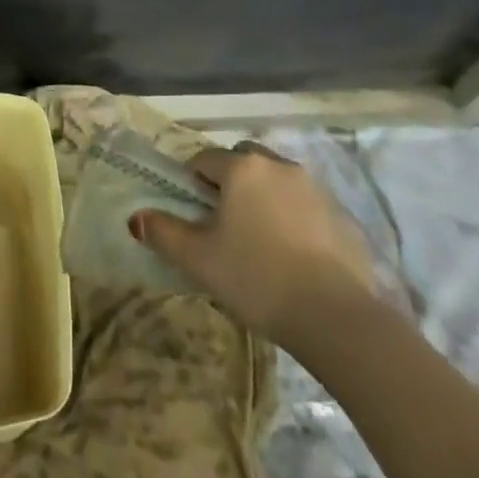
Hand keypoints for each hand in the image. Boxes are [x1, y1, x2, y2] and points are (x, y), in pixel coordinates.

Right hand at [132, 144, 377, 347]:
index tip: (192, 212)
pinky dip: (295, 218)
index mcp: (241, 168)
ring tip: (260, 239)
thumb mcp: (198, 259)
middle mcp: (279, 165)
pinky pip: (307, 205)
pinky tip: (294, 256)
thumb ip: (163, 232)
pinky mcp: (343, 216)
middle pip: (244, 160)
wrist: (337, 317)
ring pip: (278, 180)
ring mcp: (316, 189)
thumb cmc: (257, 278)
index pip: (204, 159)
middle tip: (224, 221)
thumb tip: (135, 218)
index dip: (192, 182)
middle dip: (230, 180)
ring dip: (264, 196)